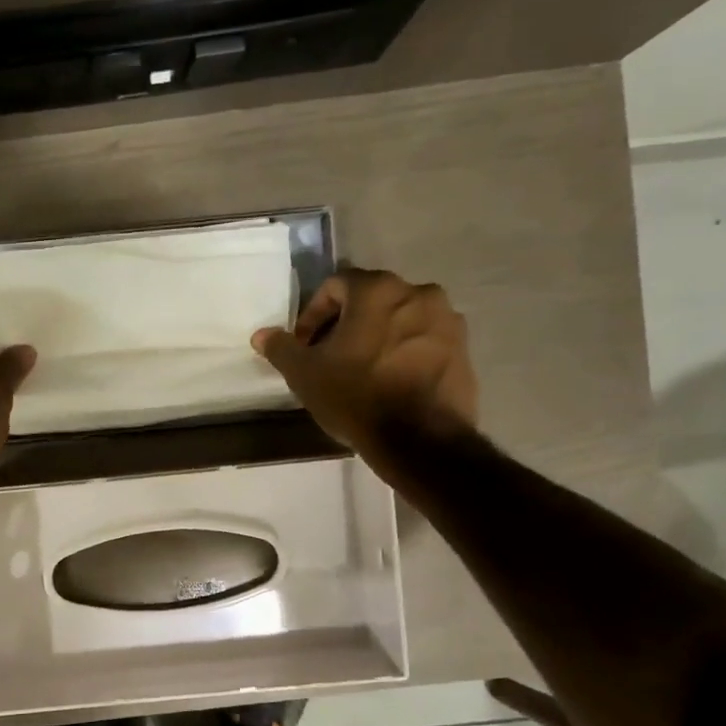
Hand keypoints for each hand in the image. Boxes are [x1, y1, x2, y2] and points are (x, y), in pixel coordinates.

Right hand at [252, 269, 476, 460]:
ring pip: (400, 319)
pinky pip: (424, 341)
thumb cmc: (356, 396)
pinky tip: (390, 382)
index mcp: (377, 290)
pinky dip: (404, 353)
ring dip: (378, 336)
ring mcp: (447, 321)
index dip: (313, 314)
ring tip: (361, 371)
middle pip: (371, 300)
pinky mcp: (464, 349)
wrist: (420, 439)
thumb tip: (262, 335)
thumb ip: (282, 348)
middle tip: (329, 357)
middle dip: (346, 324)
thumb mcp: (305, 374)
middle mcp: (418, 292)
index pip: (335, 285)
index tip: (305, 346)